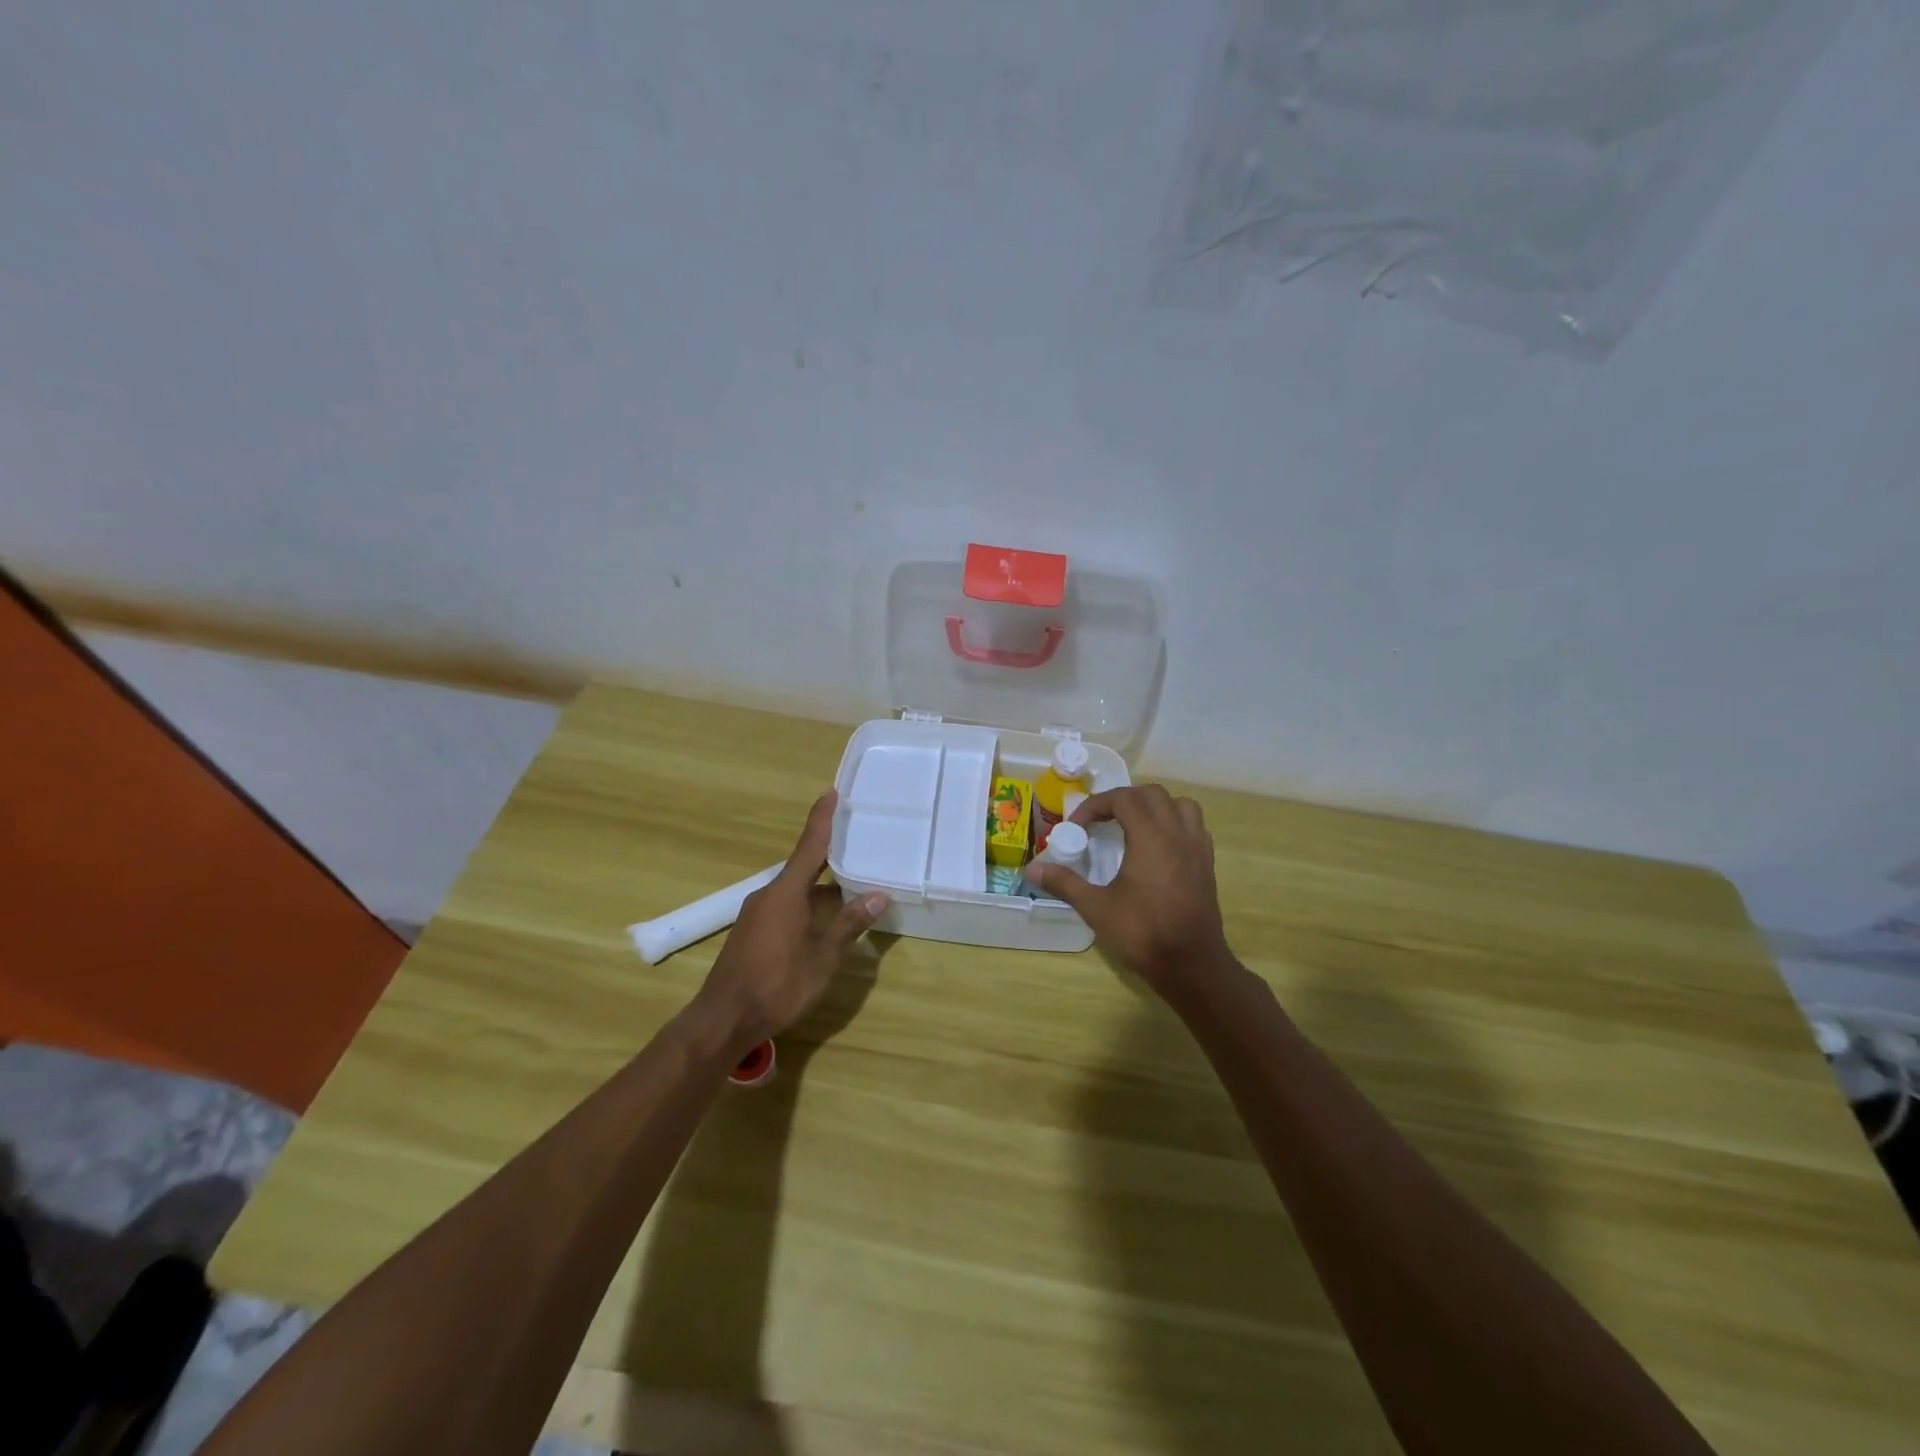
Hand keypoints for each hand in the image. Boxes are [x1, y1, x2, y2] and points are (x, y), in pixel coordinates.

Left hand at [689, 791, 888, 1057]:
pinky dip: (808, 904)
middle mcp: (769, 895)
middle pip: (804, 867)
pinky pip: (786, 906)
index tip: (831, 792)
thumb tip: (878, 896)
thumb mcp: (822, 957)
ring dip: (821, 886)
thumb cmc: (777, 984)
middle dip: (830, 855)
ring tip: (852, 884)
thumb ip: (849, 924)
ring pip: (795, 890)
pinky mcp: (752, 933)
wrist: (723, 1019)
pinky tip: (825, 919)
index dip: (822, 819)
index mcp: (786, 892)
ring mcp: (757, 915)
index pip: (809, 846)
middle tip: (857, 842)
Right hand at [1024, 785, 1235, 1003]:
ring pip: (1179, 805)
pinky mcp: (1208, 864)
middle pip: (1151, 795)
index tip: (1077, 828)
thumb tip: (1030, 869)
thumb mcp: (1096, 908)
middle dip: (1123, 800)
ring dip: (1154, 807)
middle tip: (1101, 822)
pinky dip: (1174, 824)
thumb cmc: (1143, 934)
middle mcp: (1177, 833)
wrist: (1192, 966)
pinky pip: (1193, 826)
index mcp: (1151, 837)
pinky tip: (1158, 847)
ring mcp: (1197, 848)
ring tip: (1133, 826)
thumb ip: (1064, 883)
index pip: (1123, 799)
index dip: (1095, 806)